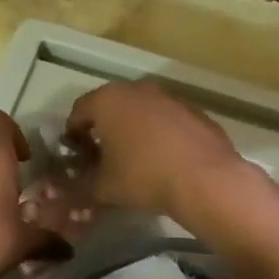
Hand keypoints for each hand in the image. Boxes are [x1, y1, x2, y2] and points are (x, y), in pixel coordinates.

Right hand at [65, 80, 248, 225]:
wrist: (205, 179)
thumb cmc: (144, 177)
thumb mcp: (102, 188)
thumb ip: (80, 186)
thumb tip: (72, 189)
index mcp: (108, 101)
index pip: (79, 111)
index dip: (73, 134)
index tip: (75, 156)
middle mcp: (137, 89)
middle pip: (111, 106)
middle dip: (103, 129)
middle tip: (102, 157)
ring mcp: (169, 97)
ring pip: (141, 110)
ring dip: (133, 129)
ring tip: (134, 159)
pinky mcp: (195, 111)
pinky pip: (167, 120)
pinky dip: (160, 134)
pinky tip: (164, 160)